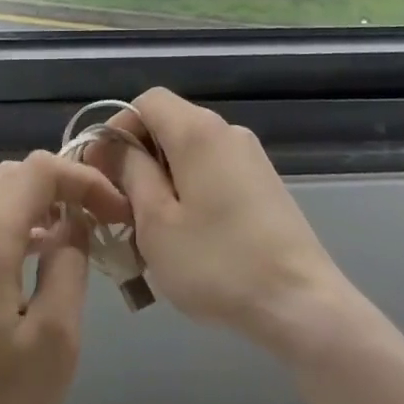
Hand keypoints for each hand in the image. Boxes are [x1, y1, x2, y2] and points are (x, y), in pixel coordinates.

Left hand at [0, 151, 128, 403]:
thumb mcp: (55, 338)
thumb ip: (68, 264)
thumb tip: (73, 225)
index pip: (38, 172)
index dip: (84, 178)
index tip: (117, 211)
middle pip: (12, 177)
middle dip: (62, 185)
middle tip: (101, 217)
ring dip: (37, 205)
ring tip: (76, 237)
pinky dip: (14, 227)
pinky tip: (37, 262)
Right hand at [89, 88, 353, 357]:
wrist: (301, 303)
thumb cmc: (218, 263)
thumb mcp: (156, 222)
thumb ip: (131, 173)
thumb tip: (116, 147)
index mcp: (198, 131)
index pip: (147, 101)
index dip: (117, 129)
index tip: (103, 172)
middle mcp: (227, 131)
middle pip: (169, 125)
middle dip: (138, 160)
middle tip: (120, 208)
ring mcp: (250, 157)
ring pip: (190, 152)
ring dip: (162, 181)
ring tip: (150, 231)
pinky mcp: (264, 183)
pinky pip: (213, 171)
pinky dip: (190, 191)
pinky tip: (187, 237)